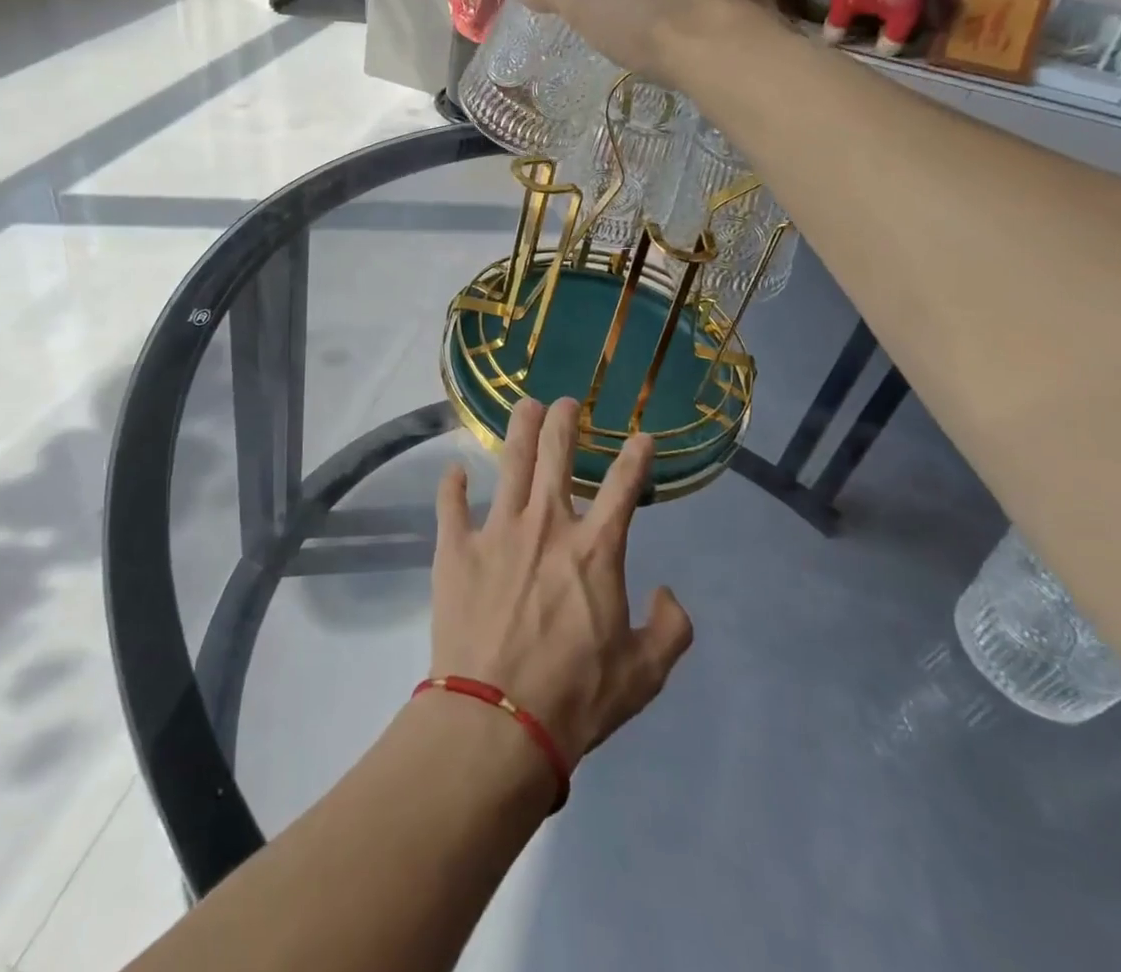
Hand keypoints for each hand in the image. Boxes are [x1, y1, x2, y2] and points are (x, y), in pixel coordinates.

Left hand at [430, 397, 693, 766]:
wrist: (498, 719)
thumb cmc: (576, 697)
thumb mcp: (645, 674)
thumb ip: (670, 629)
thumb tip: (667, 593)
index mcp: (595, 550)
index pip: (623, 486)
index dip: (636, 456)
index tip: (642, 436)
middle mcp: (547, 525)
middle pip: (556, 455)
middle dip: (564, 421)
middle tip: (566, 402)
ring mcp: (497, 531)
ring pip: (509, 463)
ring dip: (519, 429)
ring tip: (525, 406)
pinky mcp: (456, 548)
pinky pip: (451, 504)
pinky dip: (452, 485)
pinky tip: (454, 470)